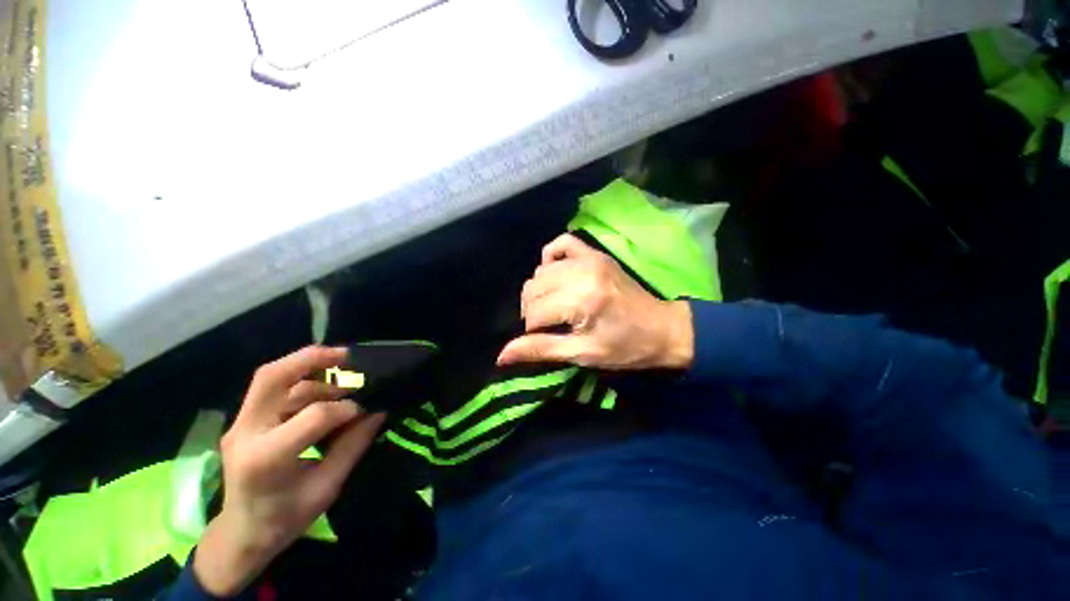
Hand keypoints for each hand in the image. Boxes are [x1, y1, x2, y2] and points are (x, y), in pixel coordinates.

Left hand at [194, 346, 385, 596]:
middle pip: (272, 377)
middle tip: (346, 355)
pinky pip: (272, 389)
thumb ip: (353, 445)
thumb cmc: (285, 519)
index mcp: (266, 458)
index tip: (366, 411)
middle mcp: (246, 433)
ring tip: (341, 376)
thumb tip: (378, 412)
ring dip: (310, 370)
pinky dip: (301, 380)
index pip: (314, 416)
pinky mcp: (245, 421)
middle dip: (312, 358)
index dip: (347, 409)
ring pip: (271, 378)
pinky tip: (323, 387)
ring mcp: (240, 424)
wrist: (241, 534)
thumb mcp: (327, 487)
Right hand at [497, 234, 693, 370]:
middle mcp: (582, 273)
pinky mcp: (595, 254)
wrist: (662, 329)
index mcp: (581, 301)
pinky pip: (561, 244)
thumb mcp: (582, 354)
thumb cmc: (624, 348)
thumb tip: (501, 356)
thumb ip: (541, 350)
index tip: (545, 339)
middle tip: (548, 325)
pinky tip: (554, 274)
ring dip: (539, 290)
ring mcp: (589, 258)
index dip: (532, 330)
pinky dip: (550, 258)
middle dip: (533, 311)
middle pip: (533, 289)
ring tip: (552, 305)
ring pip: (541, 271)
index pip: (534, 313)